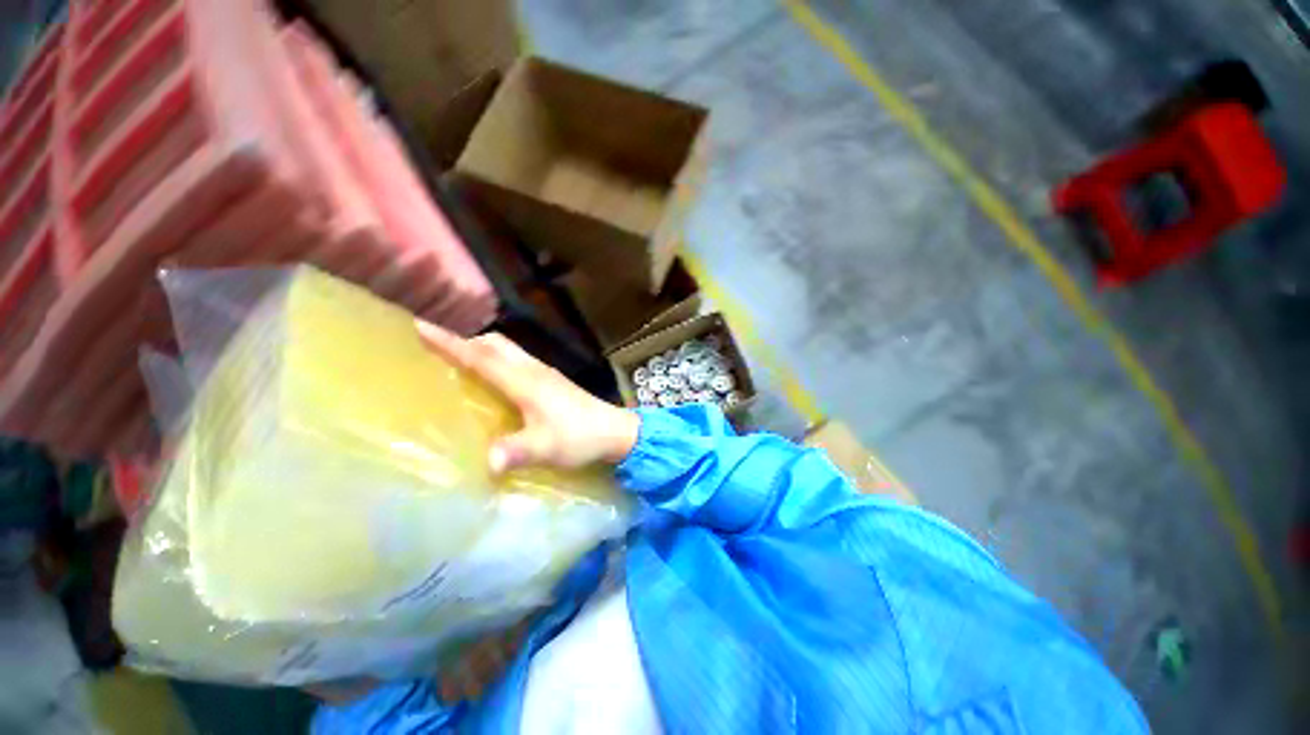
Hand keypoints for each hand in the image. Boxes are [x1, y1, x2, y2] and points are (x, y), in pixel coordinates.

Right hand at [416, 320, 640, 472]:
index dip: (450, 343)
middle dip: (465, 340)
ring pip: (508, 350)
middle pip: (495, 344)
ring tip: (460, 359)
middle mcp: (533, 370)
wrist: (615, 430)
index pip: (481, 357)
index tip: (420, 327)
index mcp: (525, 382)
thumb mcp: (546, 447)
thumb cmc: (580, 437)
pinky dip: (499, 360)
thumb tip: (486, 462)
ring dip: (483, 348)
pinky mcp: (552, 381)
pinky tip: (495, 378)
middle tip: (437, 346)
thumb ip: (516, 452)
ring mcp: (545, 373)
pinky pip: (518, 361)